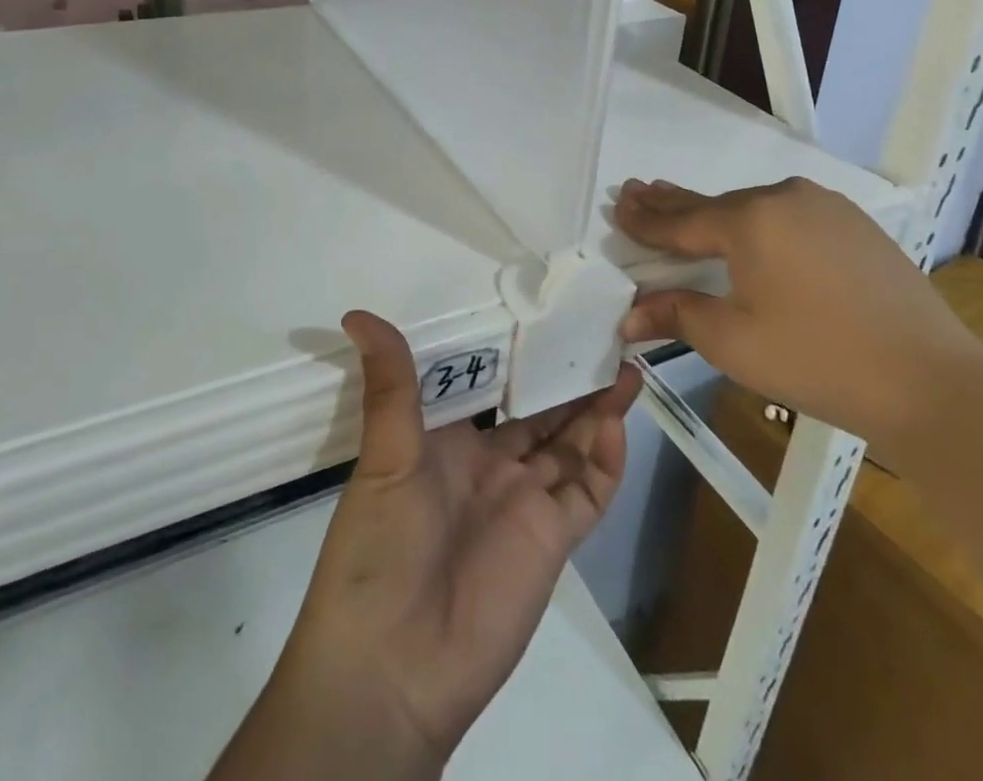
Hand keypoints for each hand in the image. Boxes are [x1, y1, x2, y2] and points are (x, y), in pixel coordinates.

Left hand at [254, 311, 639, 775]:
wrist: (392, 669)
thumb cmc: (379, 548)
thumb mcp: (385, 456)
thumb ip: (389, 385)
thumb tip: (358, 313)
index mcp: (449, 441)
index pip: (493, 385)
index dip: (521, 355)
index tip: (549, 313)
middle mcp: (491, 465)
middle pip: (542, 413)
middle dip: (571, 379)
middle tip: (605, 335)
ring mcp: (524, 502)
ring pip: (571, 445)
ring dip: (597, 410)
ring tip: (625, 367)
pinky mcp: (552, 540)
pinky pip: (586, 493)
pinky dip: (604, 461)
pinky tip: (614, 424)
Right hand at [613, 177, 982, 454]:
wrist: (931, 380)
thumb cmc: (817, 360)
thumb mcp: (734, 342)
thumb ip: (676, 315)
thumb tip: (627, 317)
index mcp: (749, 220)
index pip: (681, 221)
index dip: (645, 219)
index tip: (616, 205)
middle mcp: (783, 198)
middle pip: (714, 204)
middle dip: (671, 202)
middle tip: (635, 189)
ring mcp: (824, 206)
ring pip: (754, 206)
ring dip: (716, 212)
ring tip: (682, 206)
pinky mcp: (854, 223)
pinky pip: (788, 214)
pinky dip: (758, 220)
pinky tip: (749, 228)